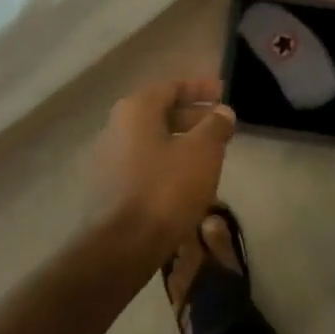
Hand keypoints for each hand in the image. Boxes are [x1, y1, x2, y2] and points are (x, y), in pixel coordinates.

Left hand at [92, 78, 236, 259]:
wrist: (122, 246)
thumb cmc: (165, 188)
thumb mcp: (203, 151)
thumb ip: (216, 125)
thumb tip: (223, 111)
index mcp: (136, 109)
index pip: (172, 86)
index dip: (201, 89)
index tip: (225, 94)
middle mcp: (116, 127)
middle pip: (161, 112)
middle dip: (194, 117)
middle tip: (222, 127)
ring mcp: (109, 159)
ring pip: (154, 141)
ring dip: (183, 143)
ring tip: (211, 155)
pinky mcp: (110, 188)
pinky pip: (145, 164)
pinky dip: (169, 164)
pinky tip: (189, 182)